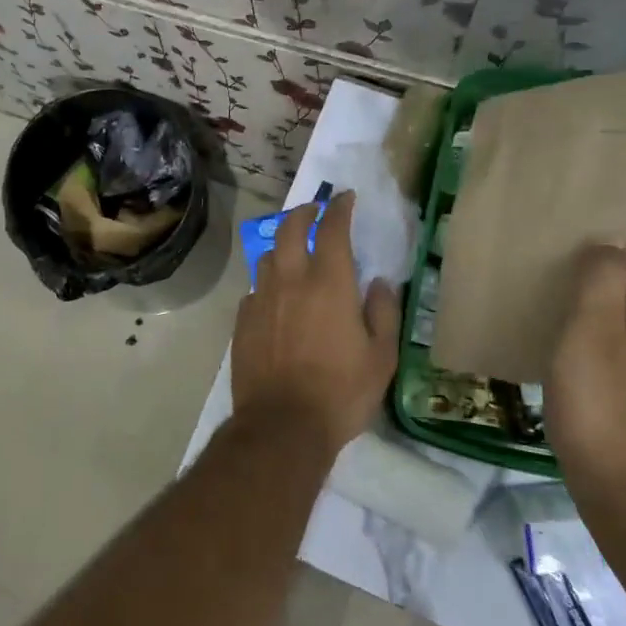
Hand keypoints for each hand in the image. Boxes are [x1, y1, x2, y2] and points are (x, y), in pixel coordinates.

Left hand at [231, 191, 402, 454]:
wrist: (282, 426)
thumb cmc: (341, 392)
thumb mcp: (381, 357)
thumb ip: (383, 313)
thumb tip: (378, 283)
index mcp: (329, 284)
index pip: (332, 229)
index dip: (339, 208)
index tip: (345, 198)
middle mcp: (290, 281)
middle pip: (289, 230)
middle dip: (303, 213)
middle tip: (314, 210)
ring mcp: (261, 300)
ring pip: (267, 257)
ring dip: (282, 245)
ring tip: (293, 251)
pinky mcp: (242, 322)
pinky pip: (255, 290)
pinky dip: (268, 283)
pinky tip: (274, 297)